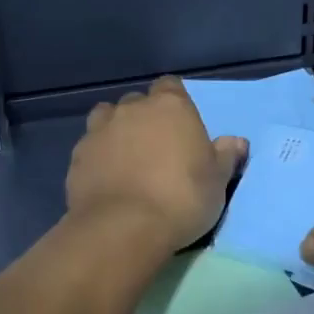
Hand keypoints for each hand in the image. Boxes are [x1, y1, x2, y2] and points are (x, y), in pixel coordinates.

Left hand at [66, 76, 246, 251]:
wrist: (124, 227)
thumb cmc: (182, 197)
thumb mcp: (217, 180)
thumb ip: (226, 156)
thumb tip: (237, 141)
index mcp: (171, 106)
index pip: (170, 86)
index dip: (174, 102)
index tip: (180, 125)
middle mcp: (132, 109)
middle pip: (137, 102)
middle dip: (143, 118)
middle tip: (155, 148)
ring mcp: (99, 130)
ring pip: (106, 118)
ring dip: (115, 131)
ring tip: (125, 159)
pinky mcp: (77, 157)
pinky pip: (89, 148)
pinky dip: (97, 158)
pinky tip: (106, 180)